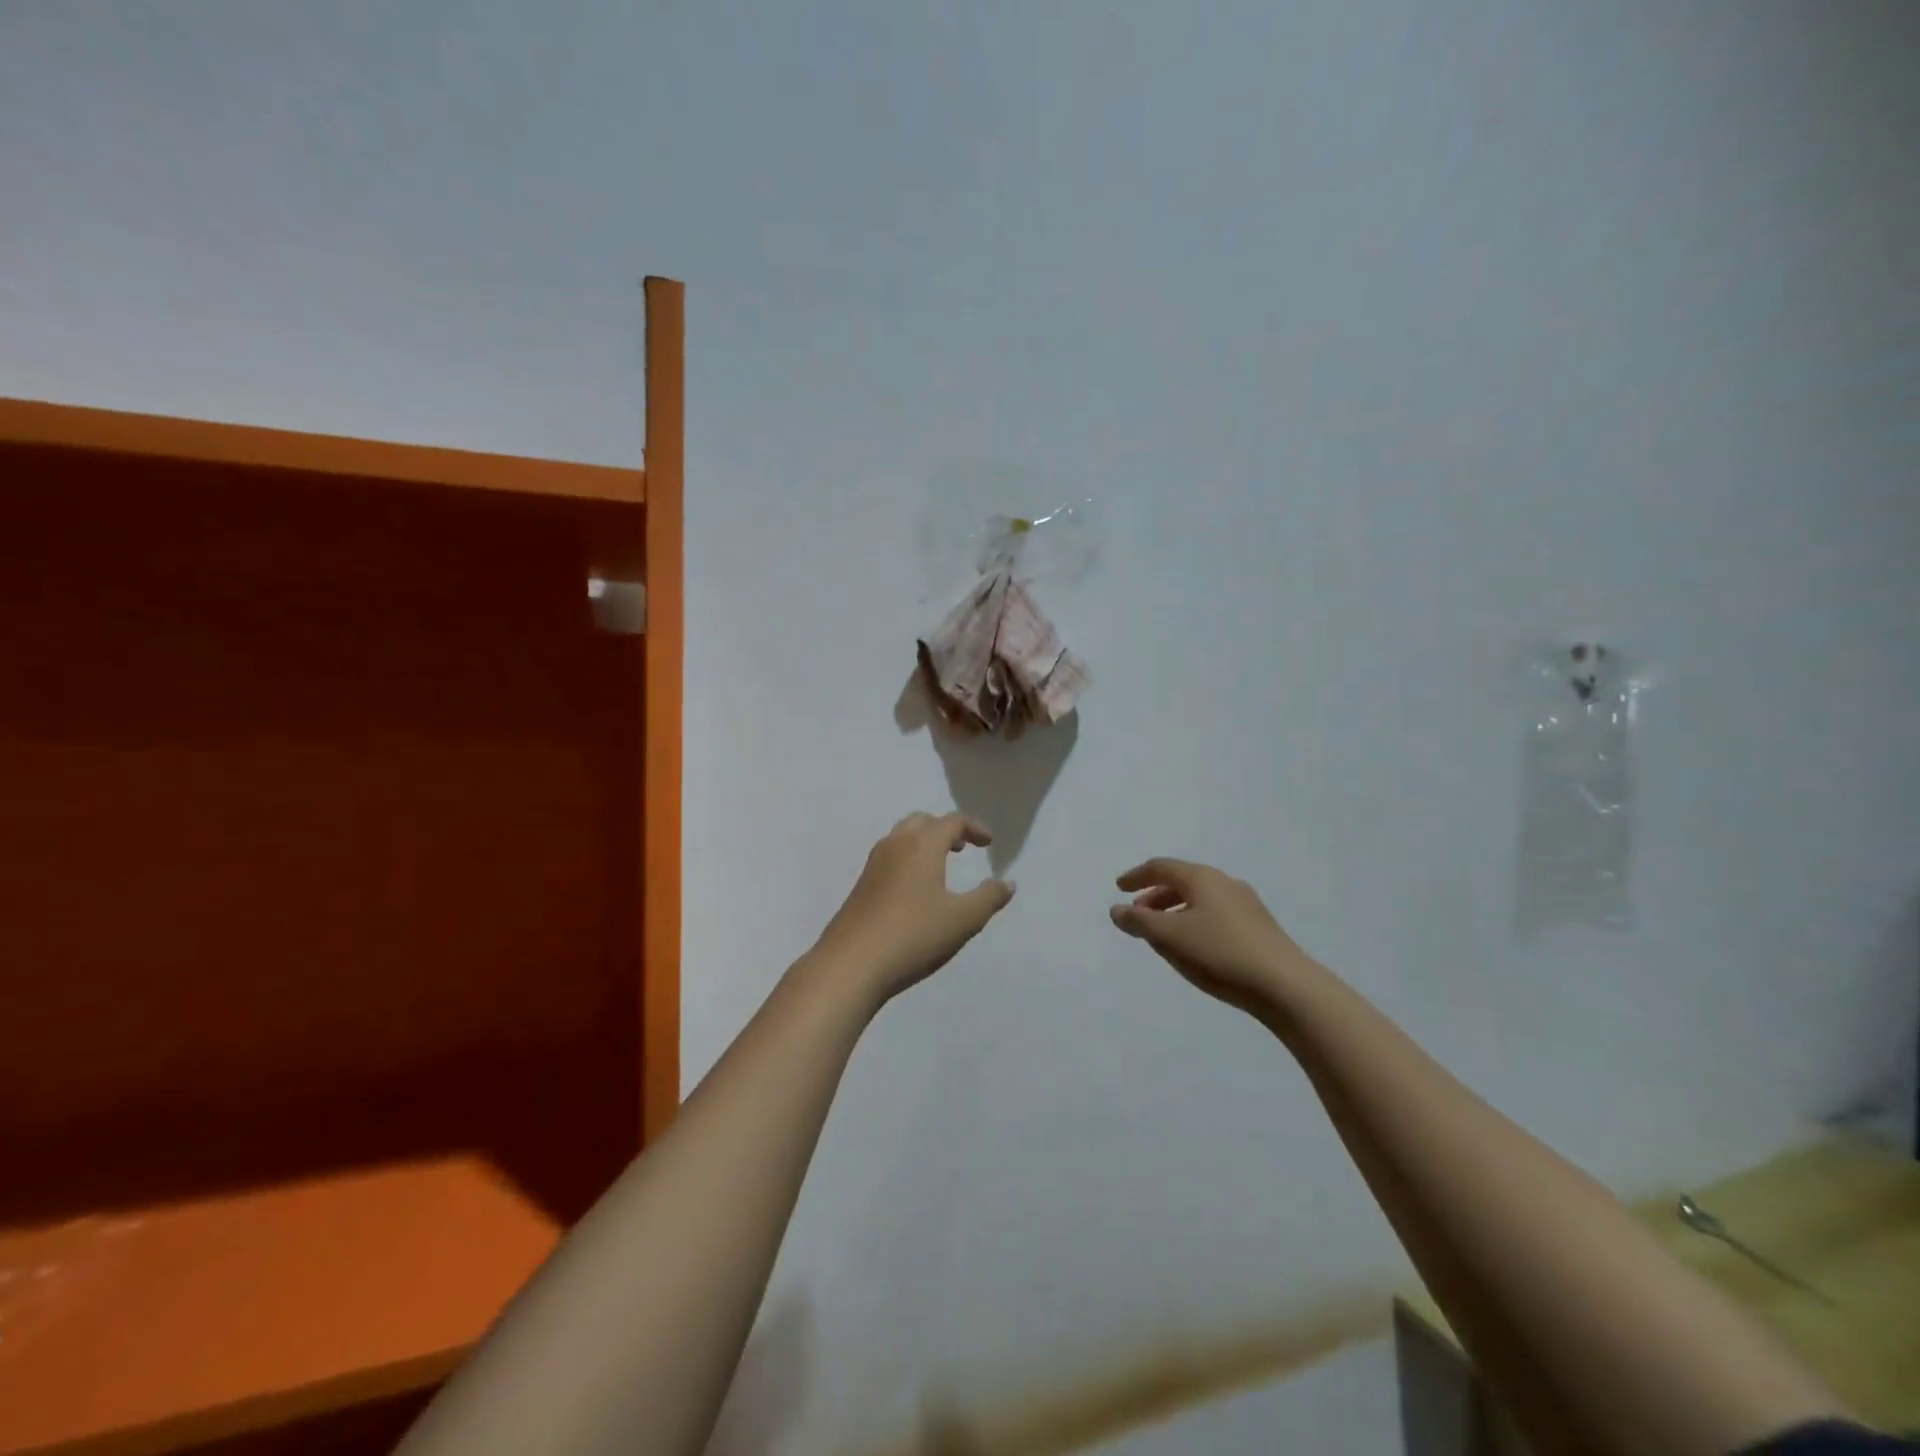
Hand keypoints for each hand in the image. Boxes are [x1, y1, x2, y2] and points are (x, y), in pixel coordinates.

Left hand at [811, 812, 1014, 1005]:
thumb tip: (1008, 883)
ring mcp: (874, 864)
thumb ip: (988, 898)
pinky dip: (909, 858)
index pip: (952, 820)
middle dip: (946, 829)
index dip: (974, 827)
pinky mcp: (861, 885)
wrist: (851, 963)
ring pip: (902, 837)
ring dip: (924, 842)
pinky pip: (890, 856)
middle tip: (963, 847)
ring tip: (941, 865)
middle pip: (923, 821)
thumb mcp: (962, 919)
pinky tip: (915, 889)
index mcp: (922, 844)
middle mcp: (896, 844)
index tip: (989, 843)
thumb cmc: (913, 934)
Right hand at [1109, 858, 1315, 1016]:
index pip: (1161, 867)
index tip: (1119, 888)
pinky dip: (1194, 920)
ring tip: (1162, 933)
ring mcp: (1246, 904)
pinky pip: (1216, 913)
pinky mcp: (1259, 926)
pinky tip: (1194, 945)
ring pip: (1200, 898)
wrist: (1286, 986)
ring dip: (1175, 910)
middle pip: (1182, 881)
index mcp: (1201, 878)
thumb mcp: (1169, 938)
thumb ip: (1139, 922)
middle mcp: (1224, 883)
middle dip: (1155, 895)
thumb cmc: (1219, 954)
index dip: (1136, 876)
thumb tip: (1117, 910)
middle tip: (1138, 914)